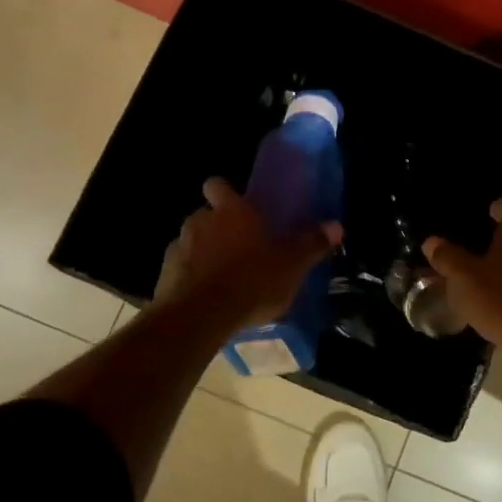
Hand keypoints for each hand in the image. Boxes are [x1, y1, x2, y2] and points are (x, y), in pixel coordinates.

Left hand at [156, 178, 342, 326]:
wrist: (199, 317)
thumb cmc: (251, 281)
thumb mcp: (291, 265)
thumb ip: (312, 244)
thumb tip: (337, 225)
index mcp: (231, 212)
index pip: (218, 185)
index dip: (226, 193)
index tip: (238, 206)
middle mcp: (200, 221)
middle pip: (206, 215)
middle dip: (219, 227)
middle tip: (241, 248)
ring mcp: (178, 247)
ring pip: (192, 242)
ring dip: (204, 254)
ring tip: (224, 277)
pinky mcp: (164, 276)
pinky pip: (181, 270)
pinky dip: (191, 278)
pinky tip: (207, 298)